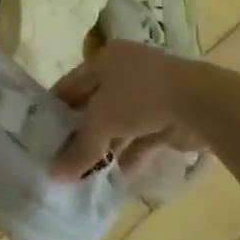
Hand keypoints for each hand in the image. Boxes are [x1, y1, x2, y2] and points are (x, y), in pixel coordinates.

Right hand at [52, 42, 206, 178]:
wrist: (199, 102)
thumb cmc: (139, 97)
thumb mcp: (100, 122)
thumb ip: (79, 150)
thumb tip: (55, 175)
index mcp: (104, 60)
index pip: (70, 85)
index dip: (54, 110)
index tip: (40, 135)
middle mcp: (125, 72)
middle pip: (94, 106)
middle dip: (80, 134)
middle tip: (60, 159)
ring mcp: (148, 95)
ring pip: (118, 124)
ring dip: (104, 149)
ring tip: (83, 175)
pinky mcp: (167, 117)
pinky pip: (140, 139)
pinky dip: (128, 157)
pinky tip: (113, 180)